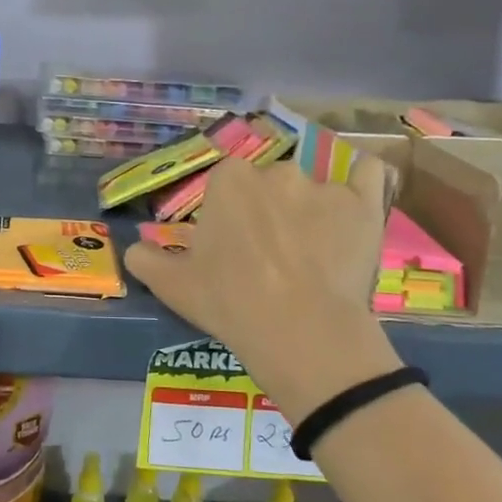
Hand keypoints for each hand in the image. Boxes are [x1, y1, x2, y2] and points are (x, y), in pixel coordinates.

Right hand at [123, 151, 401, 422]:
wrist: (300, 330)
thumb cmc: (229, 301)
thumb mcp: (173, 286)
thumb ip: (146, 260)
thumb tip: (133, 250)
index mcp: (228, 181)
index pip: (226, 184)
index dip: (228, 214)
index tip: (231, 245)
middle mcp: (274, 171)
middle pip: (268, 183)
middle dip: (267, 209)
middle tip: (269, 253)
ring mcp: (323, 185)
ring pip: (312, 186)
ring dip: (309, 208)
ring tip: (314, 251)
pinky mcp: (364, 204)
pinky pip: (368, 176)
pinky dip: (362, 183)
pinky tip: (356, 202)